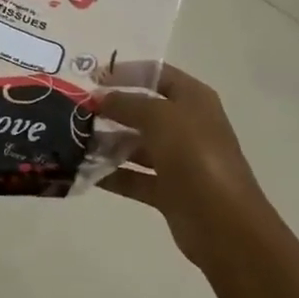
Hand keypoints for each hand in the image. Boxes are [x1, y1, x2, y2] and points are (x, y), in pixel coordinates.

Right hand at [92, 63, 270, 271]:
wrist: (224, 225)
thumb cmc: (195, 156)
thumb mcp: (159, 117)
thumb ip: (126, 103)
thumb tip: (100, 98)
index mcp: (193, 99)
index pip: (156, 74)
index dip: (125, 72)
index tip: (92, 78)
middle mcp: (186, 125)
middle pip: (143, 109)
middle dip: (111, 108)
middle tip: (75, 110)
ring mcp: (178, 159)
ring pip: (135, 144)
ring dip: (107, 142)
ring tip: (74, 141)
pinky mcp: (168, 191)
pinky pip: (134, 176)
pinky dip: (111, 174)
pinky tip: (84, 171)